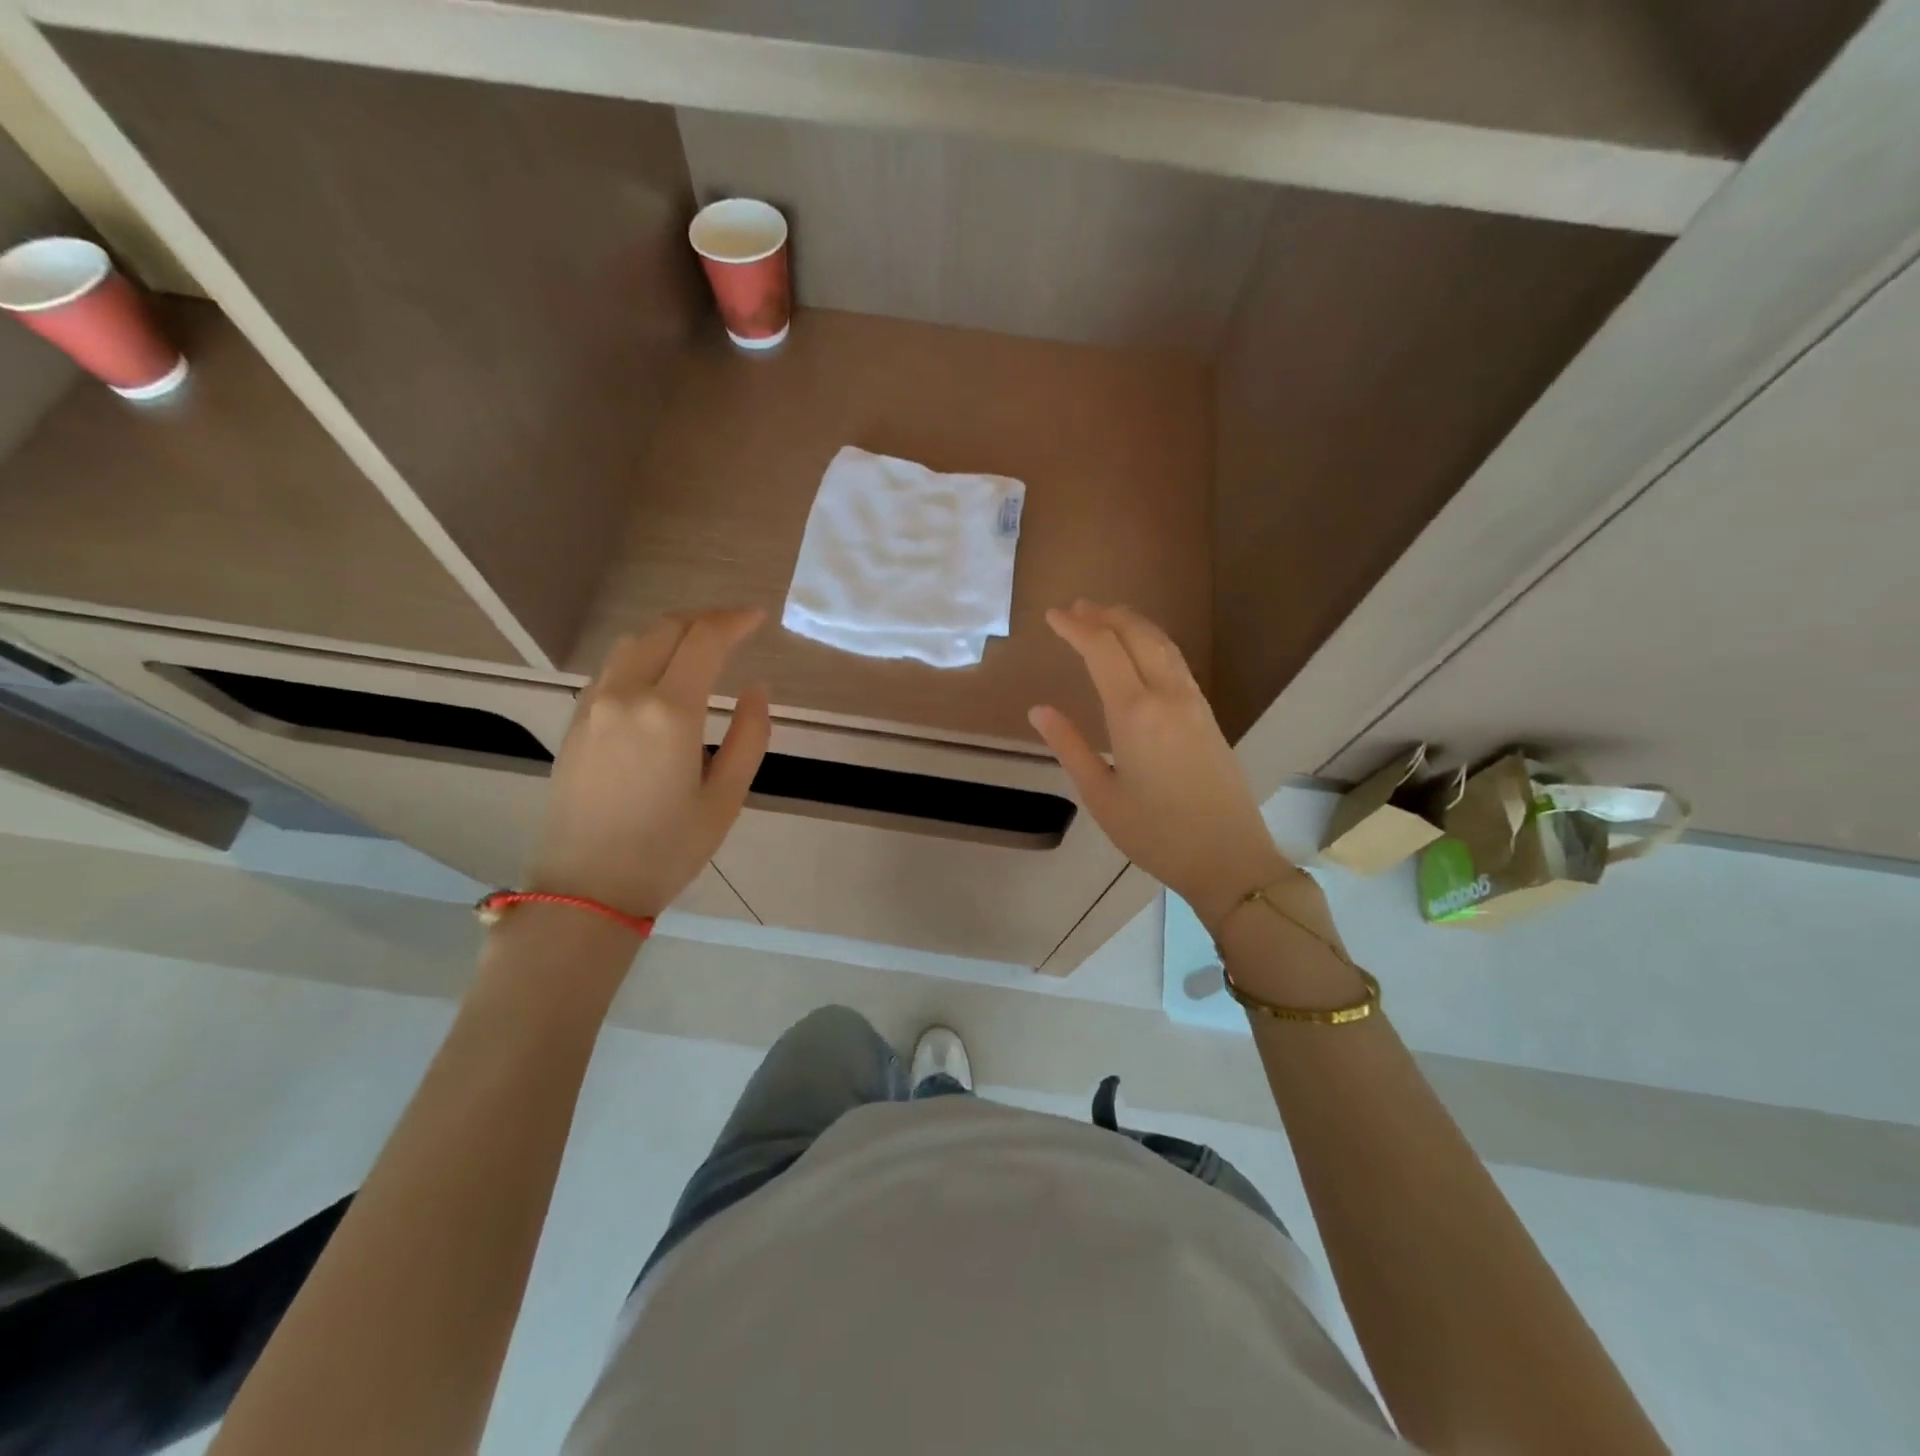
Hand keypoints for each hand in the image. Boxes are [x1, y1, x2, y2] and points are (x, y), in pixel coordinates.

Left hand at [525, 609, 768, 918]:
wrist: (586, 888)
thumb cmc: (667, 850)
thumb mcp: (726, 798)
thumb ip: (749, 736)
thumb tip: (756, 689)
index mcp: (670, 712)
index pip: (704, 640)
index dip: (734, 621)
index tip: (758, 618)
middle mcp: (626, 694)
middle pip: (665, 629)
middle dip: (704, 619)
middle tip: (735, 627)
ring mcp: (593, 705)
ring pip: (633, 642)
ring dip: (671, 632)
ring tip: (700, 644)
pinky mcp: (576, 721)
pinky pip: (612, 667)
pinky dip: (644, 653)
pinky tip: (661, 674)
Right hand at [1029, 601, 1298, 933]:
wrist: (1228, 859)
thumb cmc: (1156, 834)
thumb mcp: (1101, 795)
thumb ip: (1069, 746)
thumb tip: (1039, 710)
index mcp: (1135, 714)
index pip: (1102, 650)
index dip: (1076, 627)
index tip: (1052, 615)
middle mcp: (1168, 696)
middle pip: (1137, 635)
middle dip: (1105, 615)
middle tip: (1076, 608)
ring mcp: (1194, 703)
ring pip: (1162, 644)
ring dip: (1132, 623)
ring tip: (1105, 616)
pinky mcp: (1208, 715)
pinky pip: (1176, 662)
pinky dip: (1152, 642)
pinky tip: (1141, 651)